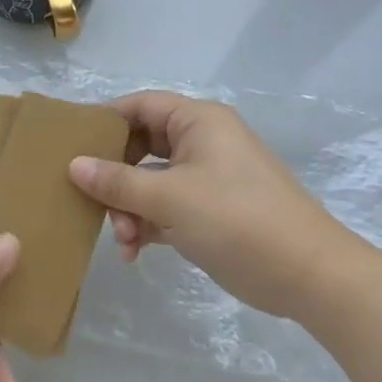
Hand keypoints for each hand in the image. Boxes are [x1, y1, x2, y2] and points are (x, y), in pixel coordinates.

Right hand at [68, 92, 347, 317]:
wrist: (309, 275)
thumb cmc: (236, 219)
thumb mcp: (169, 199)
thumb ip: (117, 182)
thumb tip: (74, 165)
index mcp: (198, 122)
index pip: (140, 106)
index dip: (105, 121)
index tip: (72, 146)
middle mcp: (202, 142)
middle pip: (142, 146)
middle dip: (115, 177)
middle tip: (93, 202)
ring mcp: (209, 178)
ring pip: (152, 181)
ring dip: (130, 208)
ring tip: (122, 240)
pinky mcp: (213, 211)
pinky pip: (168, 206)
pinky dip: (149, 224)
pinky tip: (134, 252)